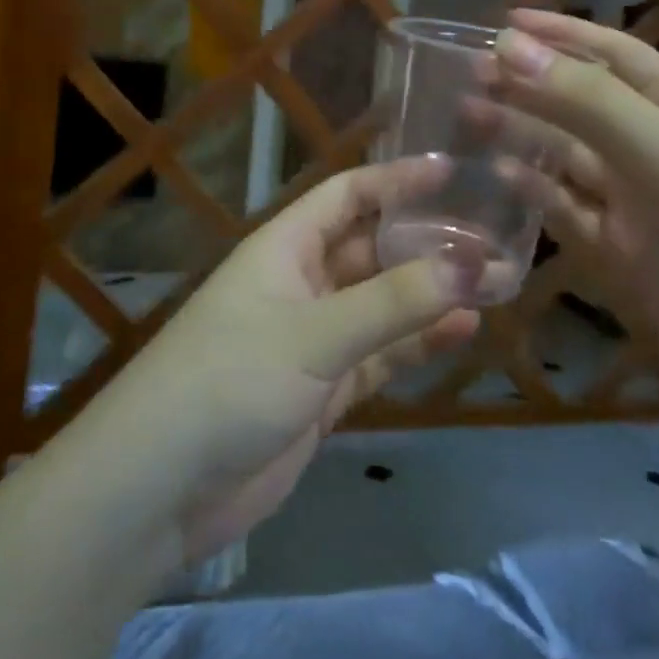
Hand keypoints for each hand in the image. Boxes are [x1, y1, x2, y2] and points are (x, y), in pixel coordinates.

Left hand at [94, 160, 481, 562]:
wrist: (163, 486)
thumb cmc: (230, 379)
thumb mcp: (315, 333)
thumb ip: (394, 302)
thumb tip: (471, 262)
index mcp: (285, 248)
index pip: (348, 196)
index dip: (396, 180)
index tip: (453, 172)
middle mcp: (300, 284)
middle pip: (372, 250)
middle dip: (426, 244)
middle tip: (492, 242)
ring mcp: (312, 339)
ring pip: (381, 305)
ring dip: (430, 296)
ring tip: (494, 285)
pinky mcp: (321, 390)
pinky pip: (379, 355)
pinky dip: (416, 344)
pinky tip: (462, 332)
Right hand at [484, 9, 658, 419]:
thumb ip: (587, 103)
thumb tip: (507, 43)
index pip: (610, 56)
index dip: (558, 36)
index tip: (501, 22)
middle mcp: (654, 152)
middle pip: (577, 108)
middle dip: (524, 87)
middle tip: (459, 74)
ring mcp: (637, 211)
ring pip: (564, 162)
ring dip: (518, 138)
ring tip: (461, 119)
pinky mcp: (623, 264)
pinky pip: (566, 218)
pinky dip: (532, 197)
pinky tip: (495, 181)